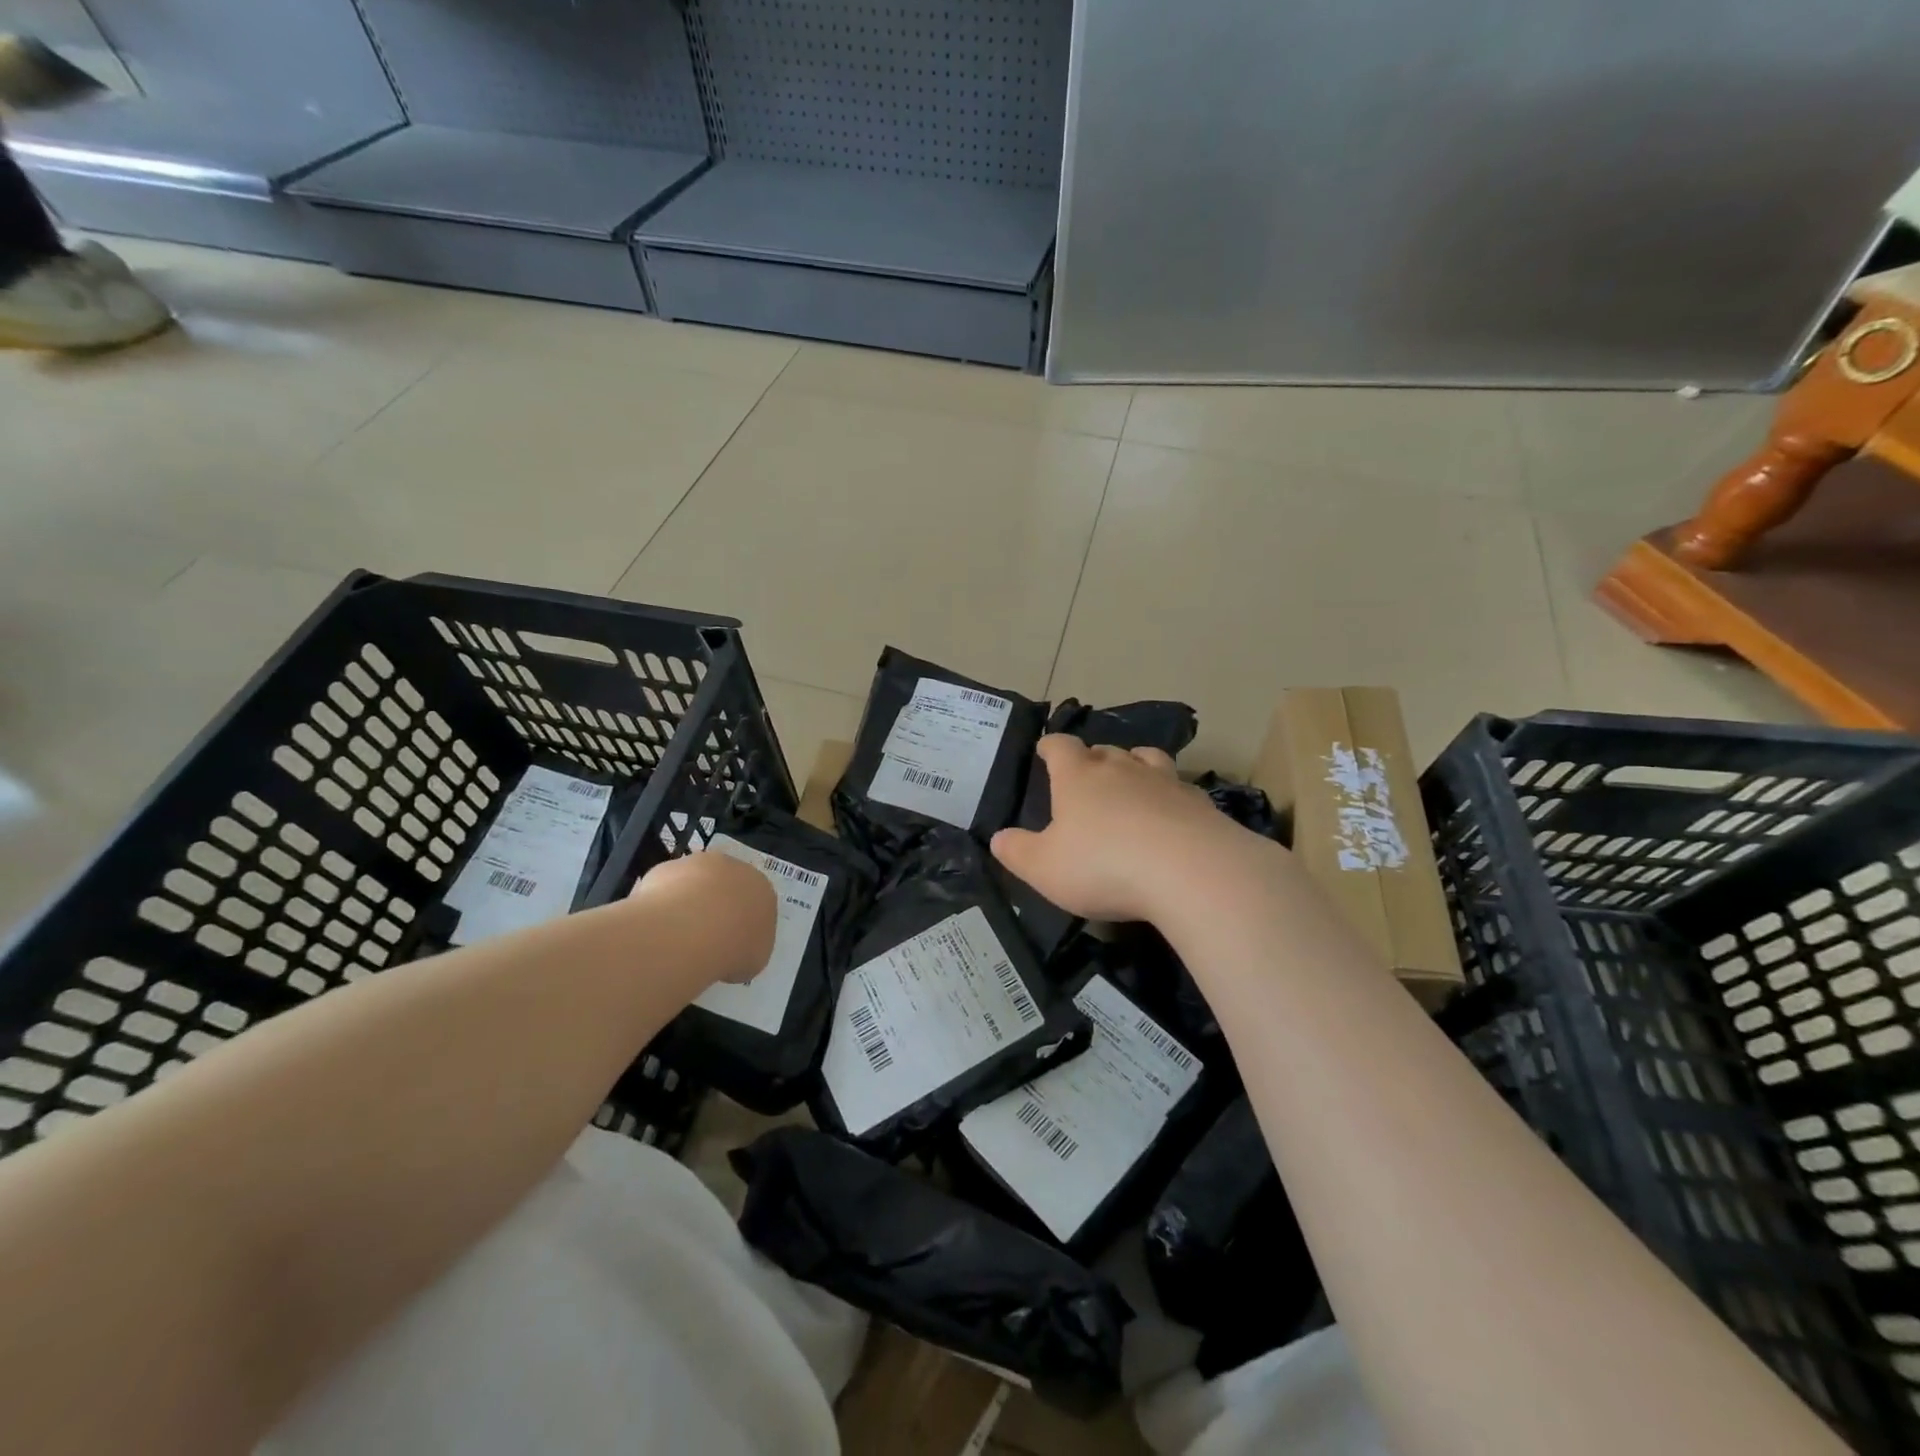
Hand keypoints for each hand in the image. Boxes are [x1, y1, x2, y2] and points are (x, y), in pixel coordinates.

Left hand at [629, 851, 775, 984]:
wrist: (690, 931)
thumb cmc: (733, 947)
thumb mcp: (754, 959)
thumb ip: (748, 948)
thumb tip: (735, 950)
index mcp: (763, 889)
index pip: (756, 904)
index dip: (743, 926)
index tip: (732, 947)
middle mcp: (734, 869)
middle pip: (726, 887)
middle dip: (716, 909)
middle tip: (704, 941)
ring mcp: (698, 864)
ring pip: (694, 884)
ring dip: (688, 905)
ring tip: (676, 940)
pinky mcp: (666, 868)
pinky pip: (665, 890)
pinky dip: (661, 907)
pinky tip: (658, 930)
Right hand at [990, 735, 1260, 923]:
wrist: (1190, 872)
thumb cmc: (1103, 865)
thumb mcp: (1044, 868)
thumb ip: (1017, 852)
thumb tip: (998, 838)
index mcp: (1078, 777)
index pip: (1060, 746)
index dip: (1050, 746)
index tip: (1045, 750)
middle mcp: (1121, 768)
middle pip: (1103, 750)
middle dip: (1091, 759)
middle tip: (1085, 776)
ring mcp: (1164, 781)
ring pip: (1145, 758)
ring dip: (1134, 764)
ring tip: (1130, 779)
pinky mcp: (1198, 802)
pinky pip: (1178, 787)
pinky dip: (1168, 795)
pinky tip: (1169, 814)